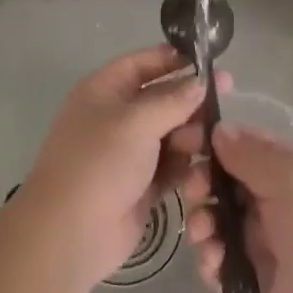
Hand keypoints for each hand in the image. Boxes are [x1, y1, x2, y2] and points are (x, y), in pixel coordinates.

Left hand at [24, 46, 227, 284]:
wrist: (71, 232)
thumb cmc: (100, 162)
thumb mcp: (137, 121)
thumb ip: (173, 99)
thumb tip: (200, 82)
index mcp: (103, 90)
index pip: (142, 63)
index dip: (174, 60)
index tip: (209, 63)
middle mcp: (115, 117)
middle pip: (162, 100)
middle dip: (189, 105)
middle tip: (220, 112)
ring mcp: (127, 153)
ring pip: (170, 135)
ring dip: (190, 139)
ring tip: (204, 148)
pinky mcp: (140, 185)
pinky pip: (170, 167)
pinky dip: (185, 169)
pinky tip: (201, 174)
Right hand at [176, 123, 292, 292]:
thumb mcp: (292, 179)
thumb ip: (251, 155)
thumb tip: (218, 129)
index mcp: (287, 172)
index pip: (243, 146)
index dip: (213, 141)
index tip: (183, 140)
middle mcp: (270, 203)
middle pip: (222, 183)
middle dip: (202, 183)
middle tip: (195, 189)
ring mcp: (259, 243)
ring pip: (215, 222)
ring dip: (202, 222)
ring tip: (205, 233)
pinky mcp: (250, 281)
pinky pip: (218, 263)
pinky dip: (210, 260)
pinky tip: (215, 263)